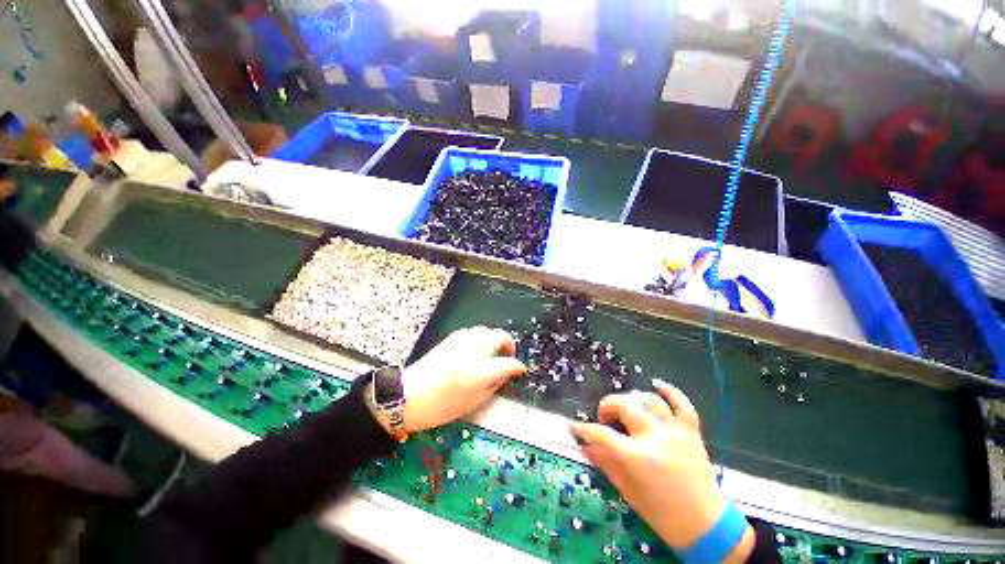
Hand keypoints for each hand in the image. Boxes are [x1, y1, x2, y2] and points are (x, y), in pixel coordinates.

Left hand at [391, 327, 525, 433]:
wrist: (407, 395)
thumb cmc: (440, 407)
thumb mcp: (472, 403)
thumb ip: (493, 386)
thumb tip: (505, 375)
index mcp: (481, 370)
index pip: (509, 363)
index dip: (518, 367)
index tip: (520, 371)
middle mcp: (475, 350)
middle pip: (501, 336)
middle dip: (509, 345)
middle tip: (507, 357)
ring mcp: (462, 340)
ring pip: (487, 330)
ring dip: (494, 340)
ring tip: (491, 353)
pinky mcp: (452, 337)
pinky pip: (473, 332)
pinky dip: (480, 338)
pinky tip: (475, 350)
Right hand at [570, 380, 753, 560]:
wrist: (705, 525)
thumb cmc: (662, 513)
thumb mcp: (627, 491)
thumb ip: (605, 463)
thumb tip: (583, 445)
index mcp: (638, 458)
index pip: (602, 435)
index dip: (584, 429)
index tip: (574, 426)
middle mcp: (656, 438)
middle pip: (625, 406)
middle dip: (607, 406)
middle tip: (604, 417)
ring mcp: (675, 431)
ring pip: (650, 400)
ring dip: (632, 399)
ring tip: (626, 409)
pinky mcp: (691, 431)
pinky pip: (682, 402)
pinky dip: (669, 390)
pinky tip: (656, 384)